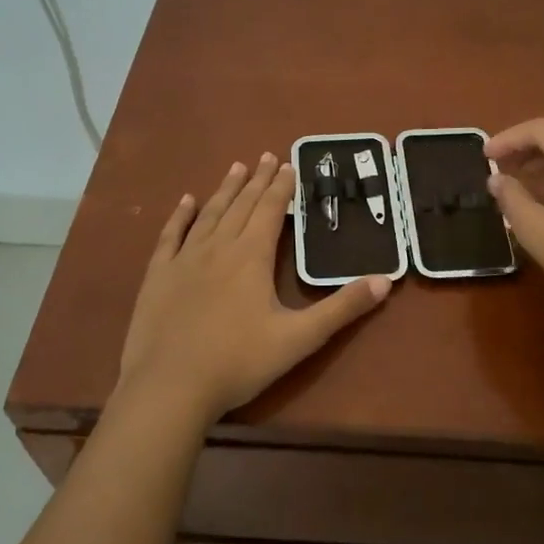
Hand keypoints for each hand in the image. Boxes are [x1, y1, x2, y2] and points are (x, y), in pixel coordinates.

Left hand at [116, 153, 390, 428]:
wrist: (170, 387)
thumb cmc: (239, 362)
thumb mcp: (299, 338)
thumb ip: (342, 308)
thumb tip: (385, 281)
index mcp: (251, 257)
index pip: (270, 210)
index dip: (282, 187)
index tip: (289, 164)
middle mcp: (218, 248)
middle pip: (241, 205)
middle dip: (257, 180)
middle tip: (267, 156)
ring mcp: (184, 260)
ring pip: (209, 214)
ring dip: (225, 190)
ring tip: (236, 167)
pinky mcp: (158, 276)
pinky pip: (170, 236)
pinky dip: (180, 216)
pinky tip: (186, 202)